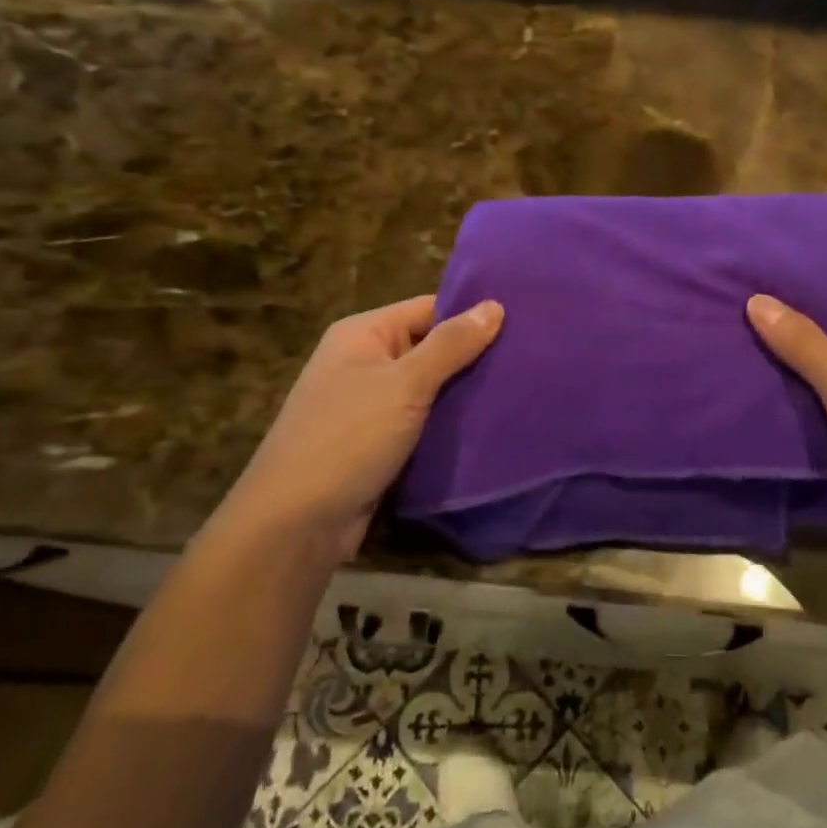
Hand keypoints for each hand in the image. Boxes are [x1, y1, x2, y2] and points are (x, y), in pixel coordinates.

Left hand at [219, 296, 503, 562]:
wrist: (296, 523)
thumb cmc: (349, 437)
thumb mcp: (405, 384)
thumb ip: (451, 344)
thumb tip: (494, 304)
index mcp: (363, 334)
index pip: (428, 309)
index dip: (471, 314)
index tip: (522, 323)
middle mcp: (364, 362)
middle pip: (430, 348)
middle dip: (473, 357)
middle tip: (530, 359)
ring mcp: (369, 405)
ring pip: (429, 389)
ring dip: (464, 393)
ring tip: (520, 390)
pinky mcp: (378, 443)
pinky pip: (422, 422)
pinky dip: (449, 424)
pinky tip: (490, 426)